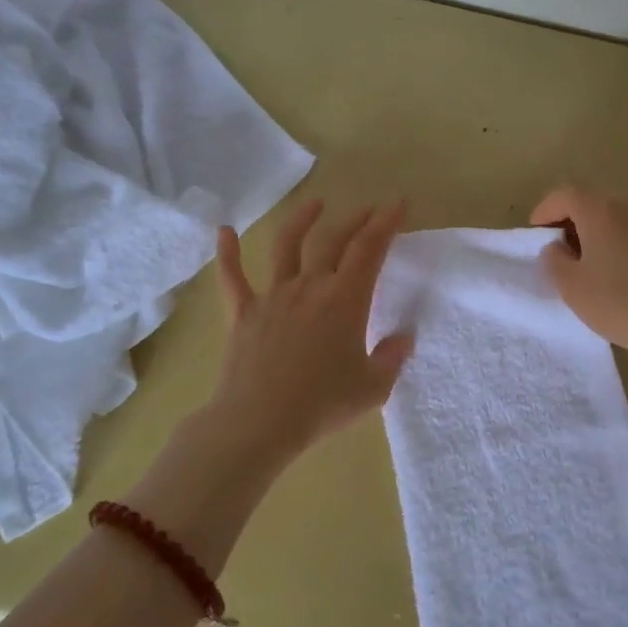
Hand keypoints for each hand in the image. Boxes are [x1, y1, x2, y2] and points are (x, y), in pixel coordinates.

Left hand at [204, 199, 413, 461]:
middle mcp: (309, 286)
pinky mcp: (243, 312)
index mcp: (344, 299)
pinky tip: (224, 230)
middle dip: (354, 220)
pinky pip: (232, 277)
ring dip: (302, 220)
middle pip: (333, 240)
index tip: (397, 203)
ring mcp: (273, 296)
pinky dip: (227, 252)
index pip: (369, 250)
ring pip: (286, 246)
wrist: (259, 422)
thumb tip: (404, 337)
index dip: (385, 223)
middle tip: (368, 209)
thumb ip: (392, 358)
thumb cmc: (322, 404)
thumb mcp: (373, 387)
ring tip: (315, 204)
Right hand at [530, 186, 627, 374]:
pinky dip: (619, 243)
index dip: (544, 212)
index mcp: (601, 210)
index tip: (535, 236)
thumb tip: (557, 246)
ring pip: (615, 218)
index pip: (563, 196)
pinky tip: (620, 274)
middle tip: (560, 256)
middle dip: (570, 224)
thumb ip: (554, 261)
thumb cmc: (627, 305)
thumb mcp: (574, 289)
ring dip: (596, 235)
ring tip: (590, 268)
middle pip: (591, 203)